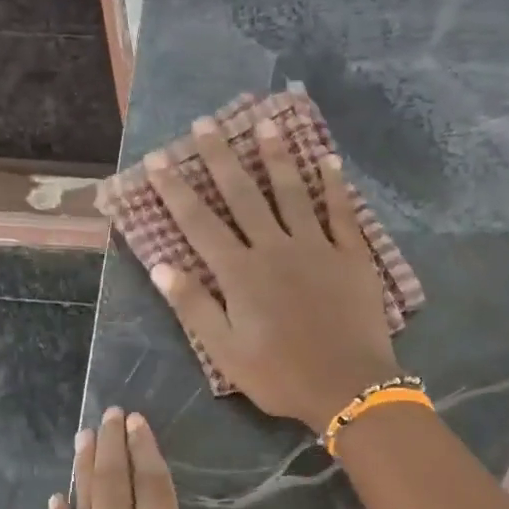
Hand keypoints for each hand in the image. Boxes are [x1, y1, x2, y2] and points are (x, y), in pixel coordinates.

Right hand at [145, 116, 401, 431]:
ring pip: (292, 192)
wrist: (349, 386)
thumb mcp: (226, 352)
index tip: (158, 160)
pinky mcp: (351, 255)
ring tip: (265, 123)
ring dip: (277, 156)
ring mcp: (317, 247)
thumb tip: (160, 265)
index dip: (176, 190)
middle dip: (220, 158)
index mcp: (240, 274)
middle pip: (243, 195)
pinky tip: (329, 159)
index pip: (199, 223)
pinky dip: (335, 185)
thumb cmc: (280, 375)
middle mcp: (275, 248)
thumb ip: (194, 307)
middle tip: (205, 123)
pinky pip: (342, 212)